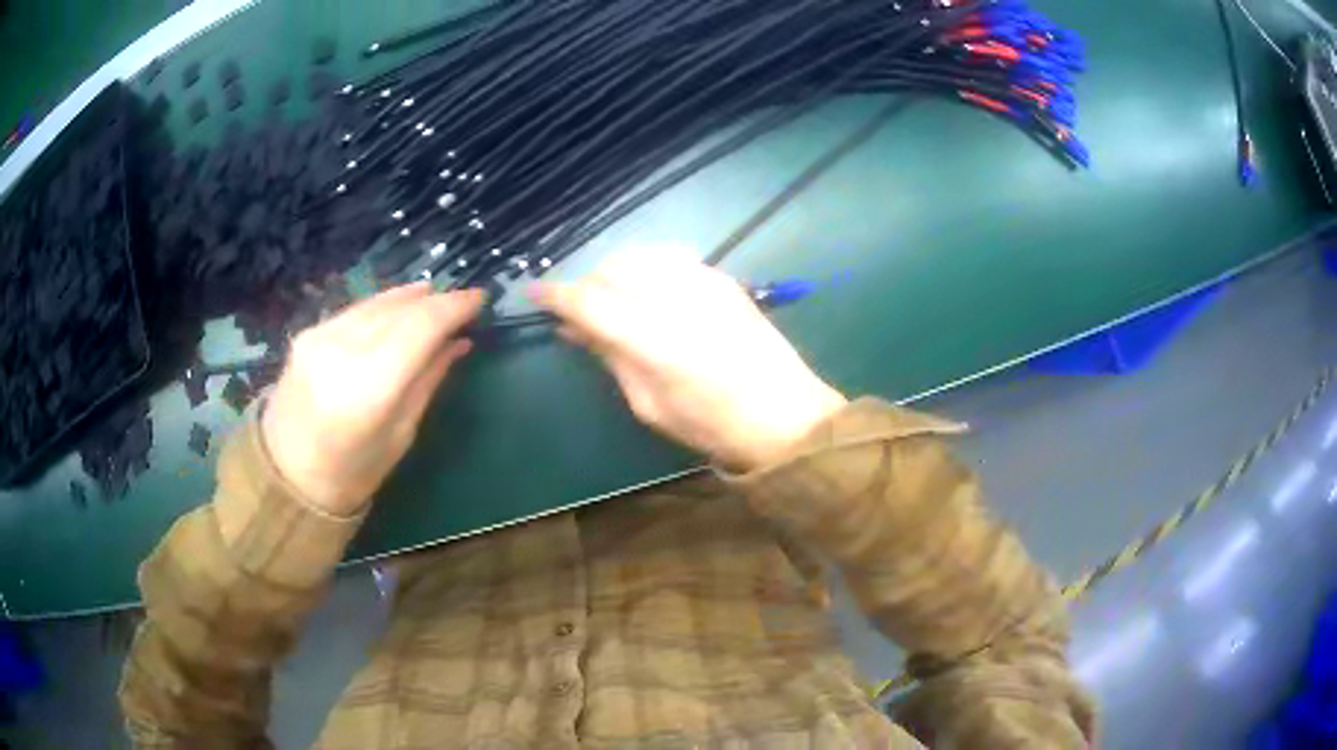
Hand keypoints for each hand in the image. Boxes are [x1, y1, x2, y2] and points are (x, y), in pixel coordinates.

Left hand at [261, 283, 483, 514]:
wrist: (286, 476)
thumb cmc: (352, 472)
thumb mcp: (400, 434)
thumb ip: (428, 380)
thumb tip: (459, 341)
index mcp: (369, 387)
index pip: (420, 327)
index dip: (454, 307)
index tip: (480, 299)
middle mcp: (342, 350)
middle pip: (400, 309)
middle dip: (436, 300)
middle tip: (463, 301)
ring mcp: (320, 336)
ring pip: (377, 302)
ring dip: (410, 297)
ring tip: (436, 296)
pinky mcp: (308, 333)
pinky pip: (356, 309)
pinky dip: (383, 305)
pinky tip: (398, 307)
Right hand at [534, 248, 845, 470]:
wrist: (785, 414)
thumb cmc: (711, 424)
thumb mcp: (648, 404)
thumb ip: (610, 357)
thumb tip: (575, 328)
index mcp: (655, 340)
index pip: (590, 300)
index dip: (556, 294)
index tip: (534, 292)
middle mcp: (677, 298)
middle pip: (612, 268)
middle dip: (586, 283)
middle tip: (578, 311)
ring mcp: (705, 282)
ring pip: (639, 254)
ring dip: (614, 271)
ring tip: (612, 299)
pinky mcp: (723, 277)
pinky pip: (670, 256)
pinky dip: (646, 266)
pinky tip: (647, 290)